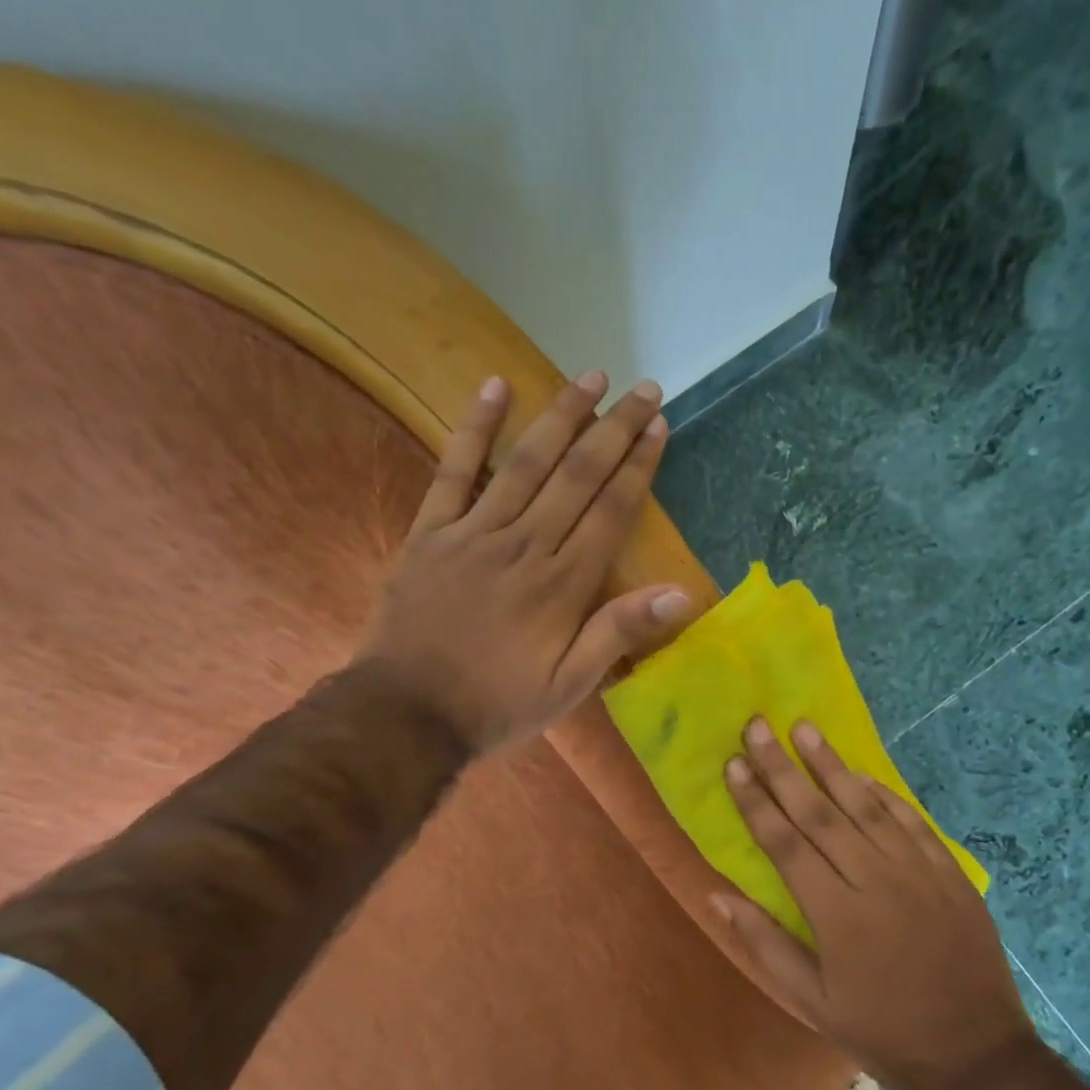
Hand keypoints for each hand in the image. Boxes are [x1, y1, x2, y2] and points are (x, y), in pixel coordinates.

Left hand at [363, 372, 692, 754]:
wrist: (408, 713)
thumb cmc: (498, 704)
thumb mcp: (570, 685)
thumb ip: (619, 632)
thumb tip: (681, 593)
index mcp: (562, 584)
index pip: (610, 510)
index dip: (638, 465)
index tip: (658, 425)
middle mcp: (525, 545)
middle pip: (577, 475)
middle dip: (613, 429)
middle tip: (642, 388)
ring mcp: (474, 533)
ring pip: (526, 463)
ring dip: (561, 416)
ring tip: (590, 377)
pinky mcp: (431, 532)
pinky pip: (454, 470)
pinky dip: (474, 428)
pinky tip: (495, 387)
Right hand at [716, 718, 1042, 1089]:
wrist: (974, 1053)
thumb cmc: (882, 1030)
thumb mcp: (812, 1001)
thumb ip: (765, 943)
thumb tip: (717, 896)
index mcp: (835, 913)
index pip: (784, 843)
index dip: (756, 801)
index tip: (734, 764)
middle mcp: (874, 880)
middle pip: (819, 813)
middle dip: (783, 768)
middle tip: (758, 726)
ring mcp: (917, 872)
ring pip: (865, 807)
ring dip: (831, 765)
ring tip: (804, 728)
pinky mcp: (949, 873)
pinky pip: (912, 822)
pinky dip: (885, 795)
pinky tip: (862, 774)